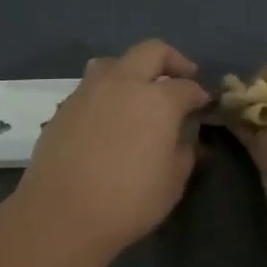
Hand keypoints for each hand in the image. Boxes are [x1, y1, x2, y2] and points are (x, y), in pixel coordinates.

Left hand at [15, 40, 209, 261]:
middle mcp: (123, 83)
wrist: (61, 214)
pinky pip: (92, 86)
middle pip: (151, 51)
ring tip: (139, 92)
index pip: (187, 86)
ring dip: (133, 70)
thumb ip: (185, 152)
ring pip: (115, 62)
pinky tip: (110, 117)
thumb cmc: (128, 201)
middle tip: (181, 77)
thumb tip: (186, 137)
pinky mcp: (64, 106)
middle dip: (172, 60)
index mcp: (158, 100)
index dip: (200, 95)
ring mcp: (89, 91)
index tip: (205, 105)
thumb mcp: (173, 182)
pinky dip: (108, 92)